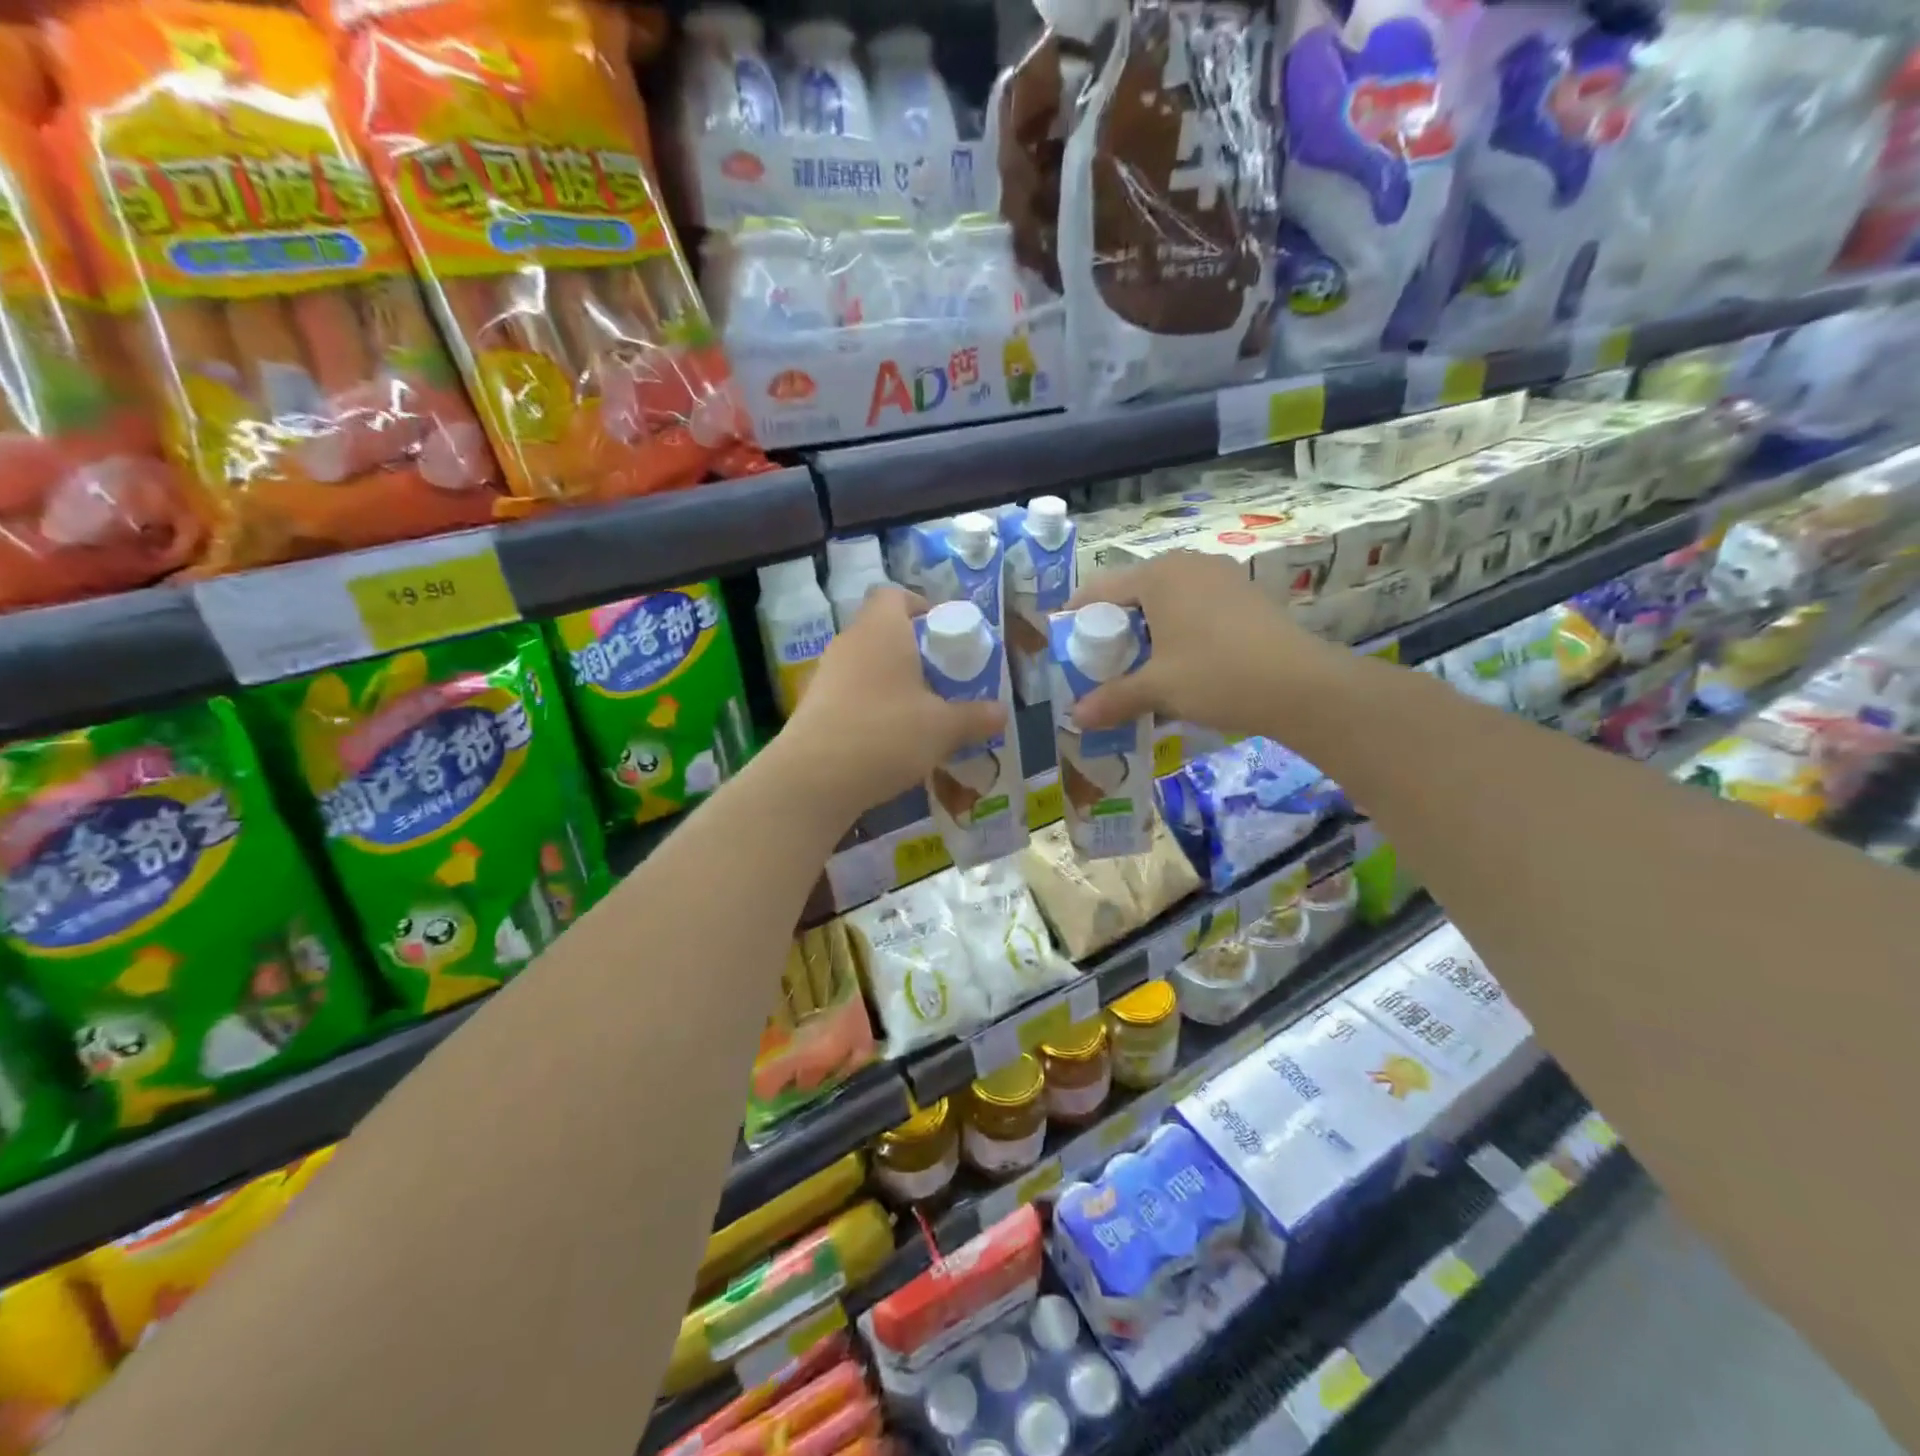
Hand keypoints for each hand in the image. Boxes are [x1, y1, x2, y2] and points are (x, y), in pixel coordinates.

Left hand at [778, 586, 1008, 822]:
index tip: (944, 634)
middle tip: (942, 679)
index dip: (921, 607)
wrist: (814, 778)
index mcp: (882, 629)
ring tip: (920, 713)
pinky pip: (851, 693)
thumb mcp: (943, 728)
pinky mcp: (814, 706)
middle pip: (882, 630)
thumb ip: (975, 717)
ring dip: (892, 681)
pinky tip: (890, 739)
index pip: (895, 595)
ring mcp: (826, 674)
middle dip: (914, 651)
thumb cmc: (887, 734)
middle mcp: (850, 642)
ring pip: (867, 664)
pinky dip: (872, 706)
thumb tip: (1001, 712)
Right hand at [1067, 551, 1344, 735]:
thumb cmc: (1217, 675)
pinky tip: (1182, 664)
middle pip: (1133, 593)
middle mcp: (1187, 564)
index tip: (1064, 645)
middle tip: (1101, 663)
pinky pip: (1195, 608)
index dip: (1076, 617)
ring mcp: (1220, 577)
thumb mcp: (1158, 689)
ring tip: (1139, 667)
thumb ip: (1113, 698)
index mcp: (1158, 575)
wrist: (1302, 685)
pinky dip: (1178, 632)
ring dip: (1147, 632)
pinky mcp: (1244, 595)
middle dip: (1113, 627)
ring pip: (1166, 601)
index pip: (1099, 589)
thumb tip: (1075, 717)